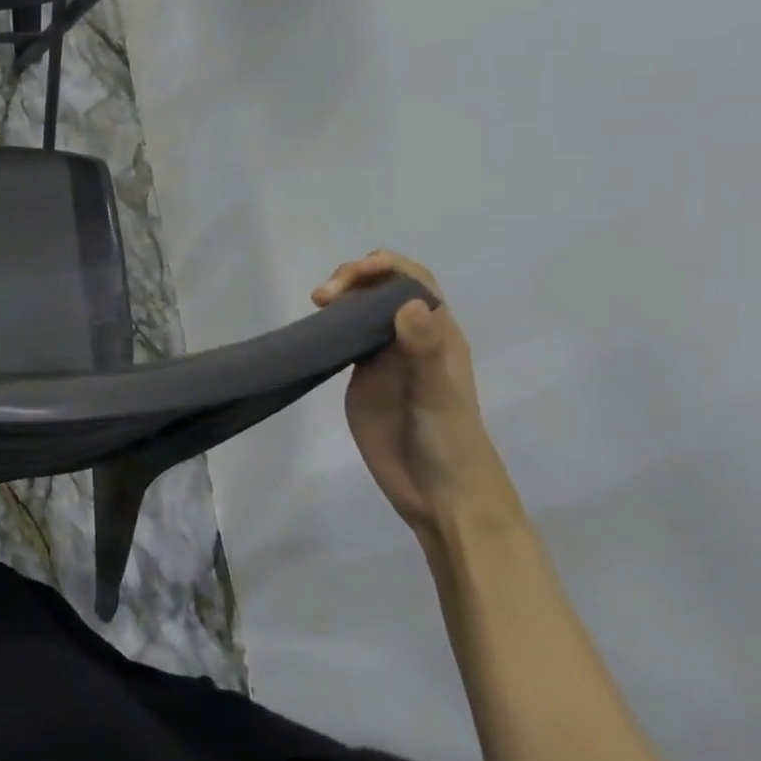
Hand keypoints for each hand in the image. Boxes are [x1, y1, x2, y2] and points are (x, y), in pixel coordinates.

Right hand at [313, 251, 515, 540]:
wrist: (438, 493)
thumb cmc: (447, 442)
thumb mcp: (437, 395)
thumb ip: (423, 350)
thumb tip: (407, 302)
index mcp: (437, 334)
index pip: (412, 280)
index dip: (383, 267)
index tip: (349, 277)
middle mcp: (411, 338)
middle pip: (383, 288)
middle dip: (354, 278)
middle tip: (323, 298)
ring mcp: (386, 357)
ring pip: (363, 310)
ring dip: (340, 298)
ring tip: (316, 307)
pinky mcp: (363, 377)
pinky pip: (347, 338)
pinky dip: (329, 326)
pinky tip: (313, 332)